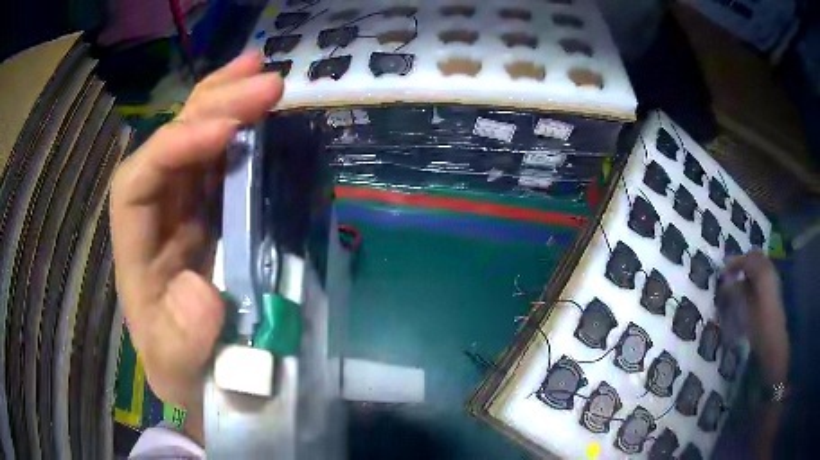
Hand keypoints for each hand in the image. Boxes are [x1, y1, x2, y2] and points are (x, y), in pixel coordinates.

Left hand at [110, 51, 282, 440]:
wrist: (204, 376)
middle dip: (210, 107)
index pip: (137, 181)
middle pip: (168, 144)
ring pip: (194, 139)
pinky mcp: (213, 211)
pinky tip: (258, 107)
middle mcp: (155, 217)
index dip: (173, 148)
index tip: (226, 131)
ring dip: (225, 101)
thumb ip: (180, 342)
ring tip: (260, 72)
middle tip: (263, 81)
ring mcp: (185, 209)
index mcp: (135, 250)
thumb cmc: (184, 371)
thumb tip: (199, 290)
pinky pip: (222, 159)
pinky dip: (240, 127)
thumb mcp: (177, 370)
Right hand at [724, 251, 788, 383]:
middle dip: (742, 263)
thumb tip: (726, 280)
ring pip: (759, 267)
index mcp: (763, 272)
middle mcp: (770, 271)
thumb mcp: (744, 310)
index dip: (734, 262)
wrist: (773, 344)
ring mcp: (773, 281)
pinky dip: (753, 278)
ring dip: (747, 271)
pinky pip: (762, 276)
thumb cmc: (758, 327)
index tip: (722, 272)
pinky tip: (746, 292)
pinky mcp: (773, 292)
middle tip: (729, 275)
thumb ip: (736, 291)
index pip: (747, 258)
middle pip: (755, 259)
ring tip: (736, 283)